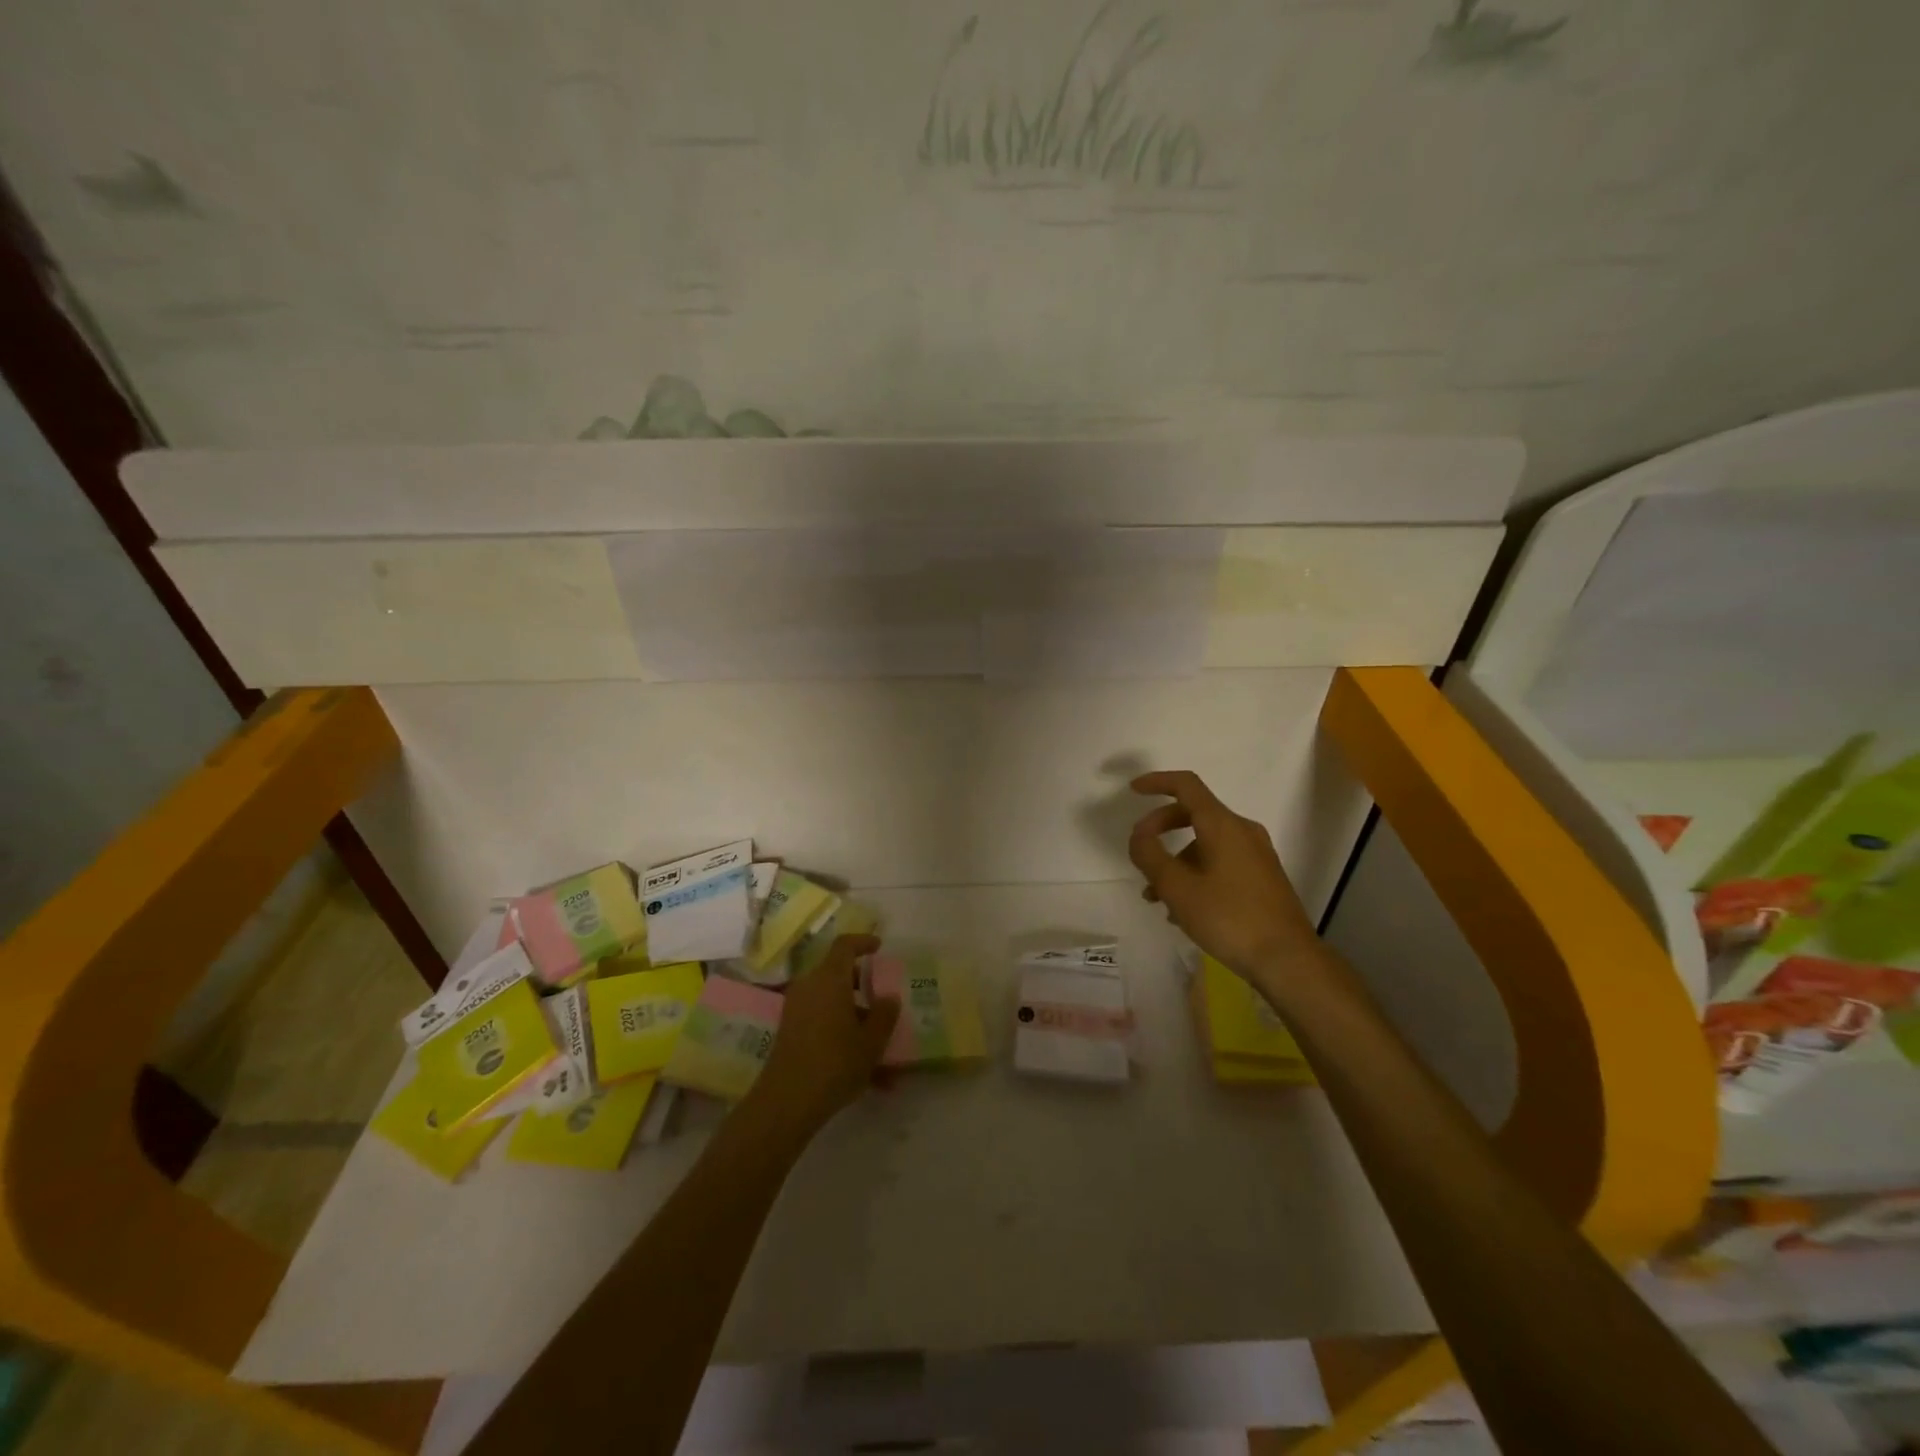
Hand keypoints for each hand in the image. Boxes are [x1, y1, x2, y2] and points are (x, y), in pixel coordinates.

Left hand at [750, 935, 898, 1136]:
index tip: (879, 947)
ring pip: (832, 1003)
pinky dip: (842, 1036)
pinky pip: (822, 1023)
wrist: (786, 1102)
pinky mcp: (790, 1032)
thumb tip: (888, 997)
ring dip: (855, 1018)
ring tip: (881, 1050)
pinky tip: (868, 1075)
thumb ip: (884, 1015)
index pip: (845, 945)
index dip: (863, 942)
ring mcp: (796, 1010)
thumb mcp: (871, 1041)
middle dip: (862, 985)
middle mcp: (810, 987)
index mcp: (830, 979)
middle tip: (882, 998)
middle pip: (837, 973)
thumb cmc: (835, 1062)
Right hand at [1128, 770, 1323, 986]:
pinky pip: (1221, 861)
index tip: (1133, 791)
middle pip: (1194, 813)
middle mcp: (1242, 831)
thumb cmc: (1229, 918)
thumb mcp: (1178, 888)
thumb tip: (1139, 834)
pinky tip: (1183, 909)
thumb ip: (1150, 855)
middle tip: (1140, 852)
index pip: (1186, 785)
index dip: (1157, 782)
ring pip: (1206, 843)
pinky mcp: (1263, 877)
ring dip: (1176, 860)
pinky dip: (1196, 872)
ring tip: (1156, 896)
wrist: (1288, 959)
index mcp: (1223, 825)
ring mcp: (1256, 854)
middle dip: (1161, 828)